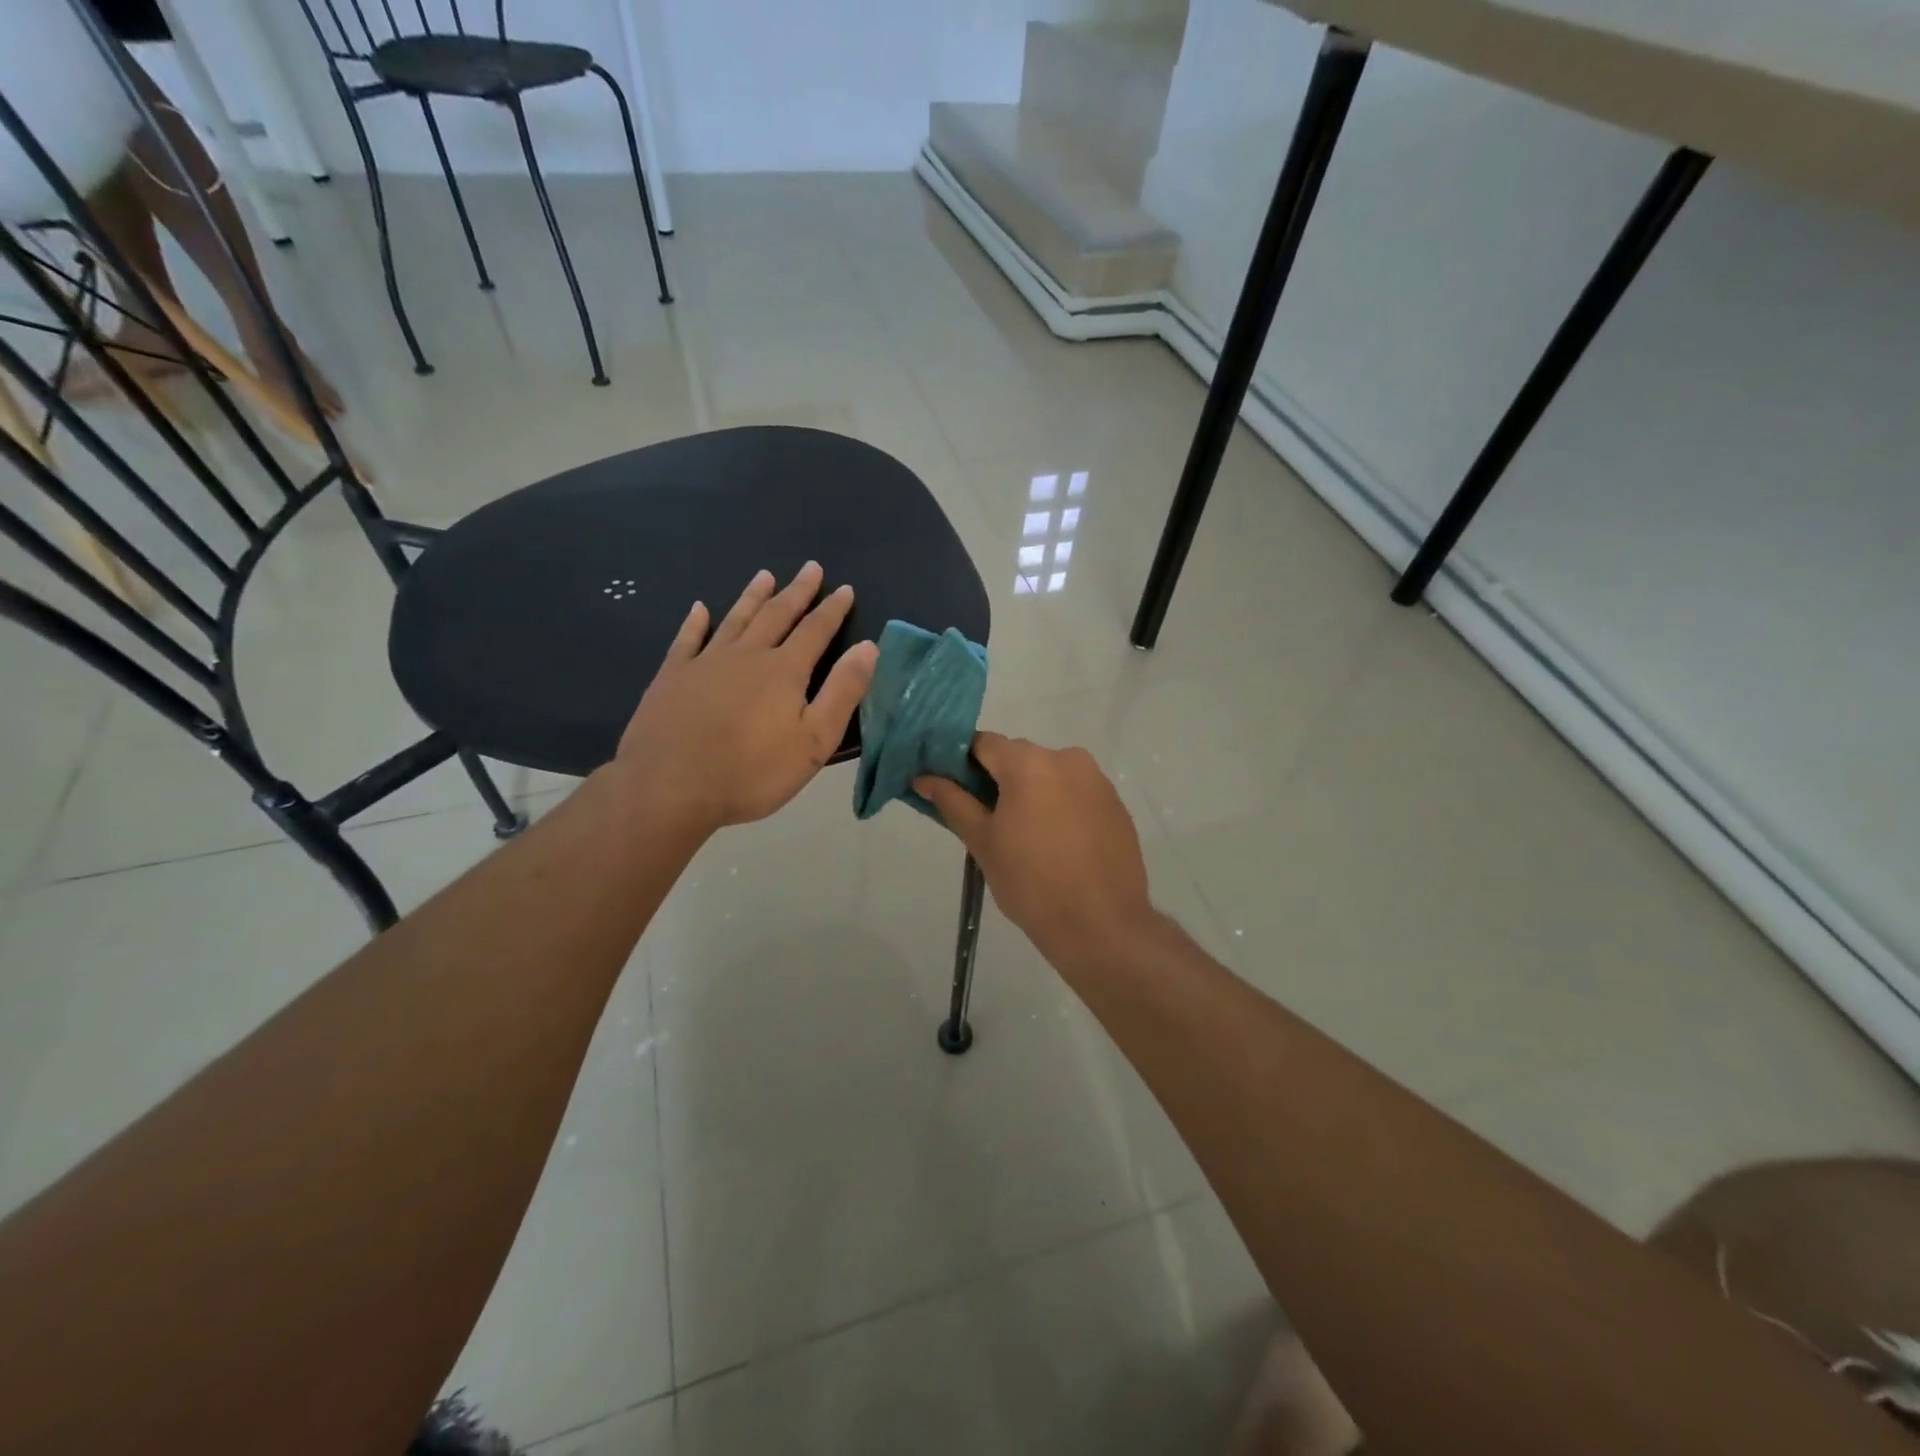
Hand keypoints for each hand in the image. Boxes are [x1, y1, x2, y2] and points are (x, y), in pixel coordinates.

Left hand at [613, 563, 878, 837]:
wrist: (671, 786)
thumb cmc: (752, 771)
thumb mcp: (814, 740)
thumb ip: (843, 691)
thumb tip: (868, 647)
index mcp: (784, 670)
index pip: (815, 631)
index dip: (832, 609)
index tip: (844, 588)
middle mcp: (747, 655)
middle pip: (777, 615)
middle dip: (797, 591)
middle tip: (810, 567)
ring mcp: (706, 662)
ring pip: (735, 619)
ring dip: (753, 597)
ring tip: (765, 576)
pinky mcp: (673, 677)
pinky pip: (687, 639)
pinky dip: (695, 622)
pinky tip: (699, 609)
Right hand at [915, 732, 1158, 973]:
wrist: (1101, 925)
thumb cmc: (1031, 882)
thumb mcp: (982, 841)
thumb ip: (953, 802)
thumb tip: (924, 778)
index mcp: (1029, 763)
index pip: (984, 743)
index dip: (962, 762)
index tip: (952, 789)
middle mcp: (1067, 758)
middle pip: (1019, 756)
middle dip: (998, 779)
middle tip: (985, 819)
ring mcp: (1097, 781)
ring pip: (1049, 774)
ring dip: (1031, 792)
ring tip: (1024, 836)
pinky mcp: (1116, 804)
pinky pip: (1076, 792)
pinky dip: (1060, 806)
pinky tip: (1056, 844)